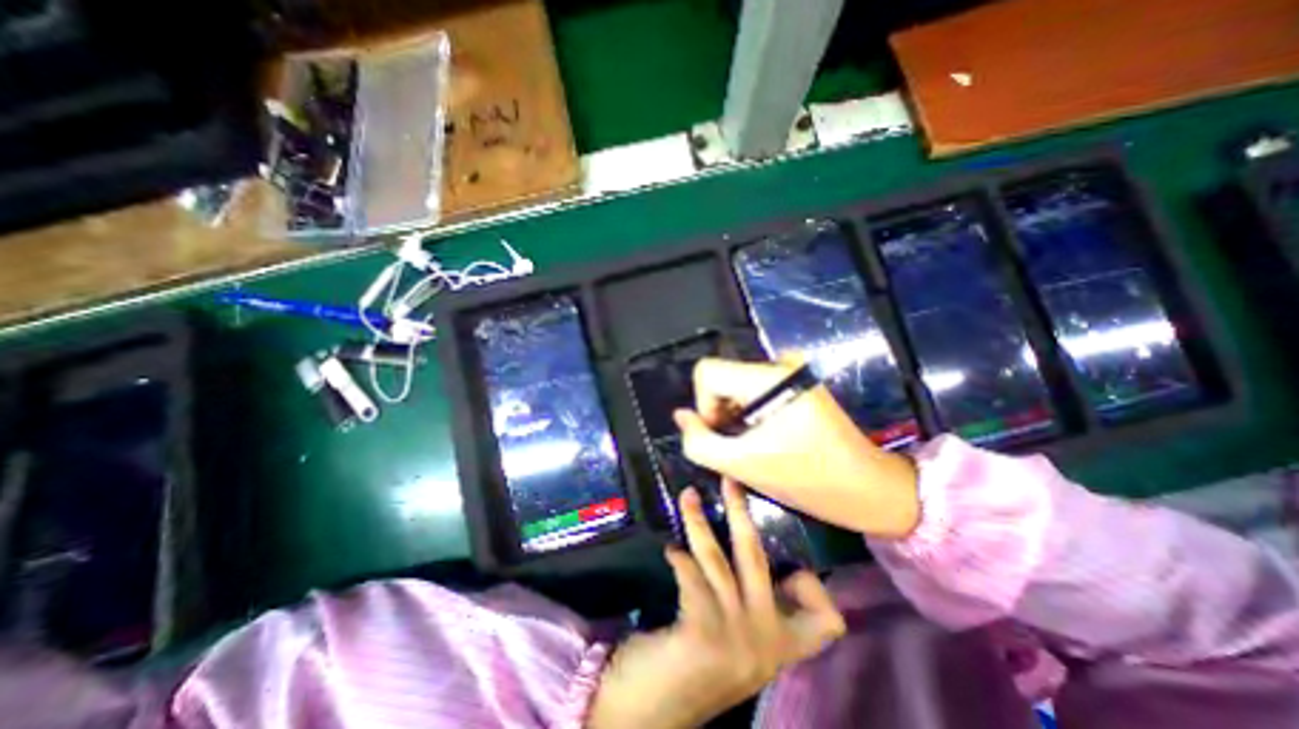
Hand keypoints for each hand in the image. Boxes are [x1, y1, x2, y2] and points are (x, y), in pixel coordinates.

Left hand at [587, 478, 841, 728]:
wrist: (661, 710)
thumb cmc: (705, 666)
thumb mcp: (743, 640)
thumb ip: (756, 607)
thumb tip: (750, 551)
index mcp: (781, 644)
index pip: (826, 620)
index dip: (814, 587)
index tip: (791, 567)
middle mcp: (765, 639)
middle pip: (756, 558)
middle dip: (741, 512)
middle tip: (729, 480)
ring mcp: (735, 634)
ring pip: (718, 558)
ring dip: (699, 522)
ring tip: (688, 496)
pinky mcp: (704, 631)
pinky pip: (692, 577)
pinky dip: (680, 559)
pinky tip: (671, 550)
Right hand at [675, 357, 917, 538]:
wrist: (868, 487)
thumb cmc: (808, 480)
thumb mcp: (743, 466)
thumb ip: (700, 442)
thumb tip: (681, 416)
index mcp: (770, 378)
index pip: (707, 372)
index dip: (704, 405)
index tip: (724, 434)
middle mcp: (780, 364)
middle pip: (722, 378)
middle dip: (721, 413)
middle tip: (741, 446)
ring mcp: (793, 372)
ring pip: (737, 385)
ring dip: (736, 415)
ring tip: (756, 444)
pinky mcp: (800, 382)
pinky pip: (755, 390)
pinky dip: (751, 412)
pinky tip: (767, 435)